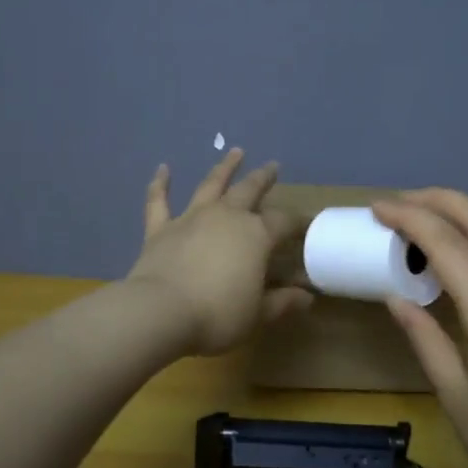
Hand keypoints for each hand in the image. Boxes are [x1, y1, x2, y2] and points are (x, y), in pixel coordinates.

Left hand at [126, 149, 313, 356]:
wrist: (161, 312)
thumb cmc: (217, 315)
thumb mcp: (257, 314)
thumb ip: (282, 302)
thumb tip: (306, 297)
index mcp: (256, 235)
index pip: (284, 222)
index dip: (298, 222)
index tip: (308, 223)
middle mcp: (226, 217)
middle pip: (249, 190)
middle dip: (263, 178)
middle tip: (273, 166)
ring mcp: (191, 219)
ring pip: (211, 185)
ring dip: (224, 168)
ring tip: (235, 152)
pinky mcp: (160, 229)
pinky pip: (159, 201)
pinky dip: (160, 184)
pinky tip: (163, 169)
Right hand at [371, 189, 467, 467]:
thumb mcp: (455, 395)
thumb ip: (426, 338)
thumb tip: (396, 298)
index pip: (448, 243)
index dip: (410, 218)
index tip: (377, 208)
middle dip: (441, 199)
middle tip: (400, 202)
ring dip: (463, 218)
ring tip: (422, 225)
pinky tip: (456, 268)